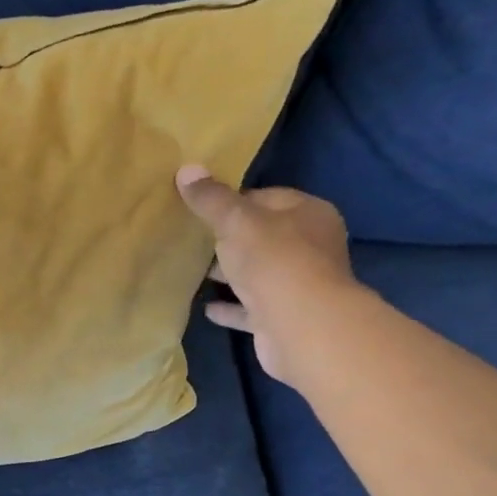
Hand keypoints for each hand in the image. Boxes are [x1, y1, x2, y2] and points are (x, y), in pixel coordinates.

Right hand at [176, 166, 360, 387]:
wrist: (301, 327)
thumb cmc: (274, 260)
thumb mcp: (236, 221)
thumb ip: (211, 199)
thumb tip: (186, 168)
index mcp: (308, 214)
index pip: (266, 197)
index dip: (233, 201)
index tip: (201, 208)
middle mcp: (310, 247)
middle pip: (263, 236)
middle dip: (230, 238)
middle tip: (193, 239)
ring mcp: (298, 285)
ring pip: (257, 273)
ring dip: (230, 273)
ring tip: (194, 271)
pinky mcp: (283, 318)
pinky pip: (251, 308)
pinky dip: (231, 306)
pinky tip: (206, 307)